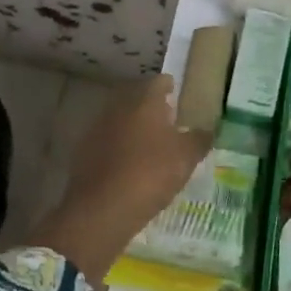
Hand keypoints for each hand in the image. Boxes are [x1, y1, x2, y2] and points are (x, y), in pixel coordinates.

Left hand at [36, 75, 209, 284]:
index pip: (159, 82)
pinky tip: (128, 164)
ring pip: (120, 119)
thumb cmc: (150, 174)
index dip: (170, 88)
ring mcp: (98, 127)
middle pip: (136, 98)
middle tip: (166, 121)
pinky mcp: (84, 150)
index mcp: (145, 101)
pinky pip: (107, 140)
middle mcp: (118, 106)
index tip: (178, 97)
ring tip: (149, 145)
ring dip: (133, 127)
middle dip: (150, 107)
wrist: (101, 208)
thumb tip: (207, 130)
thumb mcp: (186, 158)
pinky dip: (118, 147)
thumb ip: (199, 139)